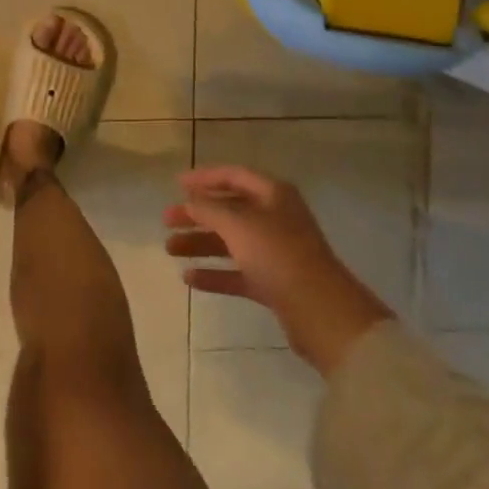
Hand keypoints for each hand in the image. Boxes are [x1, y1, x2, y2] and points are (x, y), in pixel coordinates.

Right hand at [164, 166, 390, 372]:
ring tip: (170, 249)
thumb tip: (190, 201)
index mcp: (273, 195)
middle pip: (229, 210)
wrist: (321, 312)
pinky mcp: (274, 283)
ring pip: (231, 242)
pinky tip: (189, 278)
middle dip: (197, 214)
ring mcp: (275, 252)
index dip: (205, 178)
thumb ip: (209, 208)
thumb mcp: (238, 223)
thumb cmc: (278, 254)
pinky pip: (237, 272)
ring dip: (200, 244)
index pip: (234, 176)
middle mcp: (275, 218)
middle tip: (166, 220)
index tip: (177, 184)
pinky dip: (214, 273)